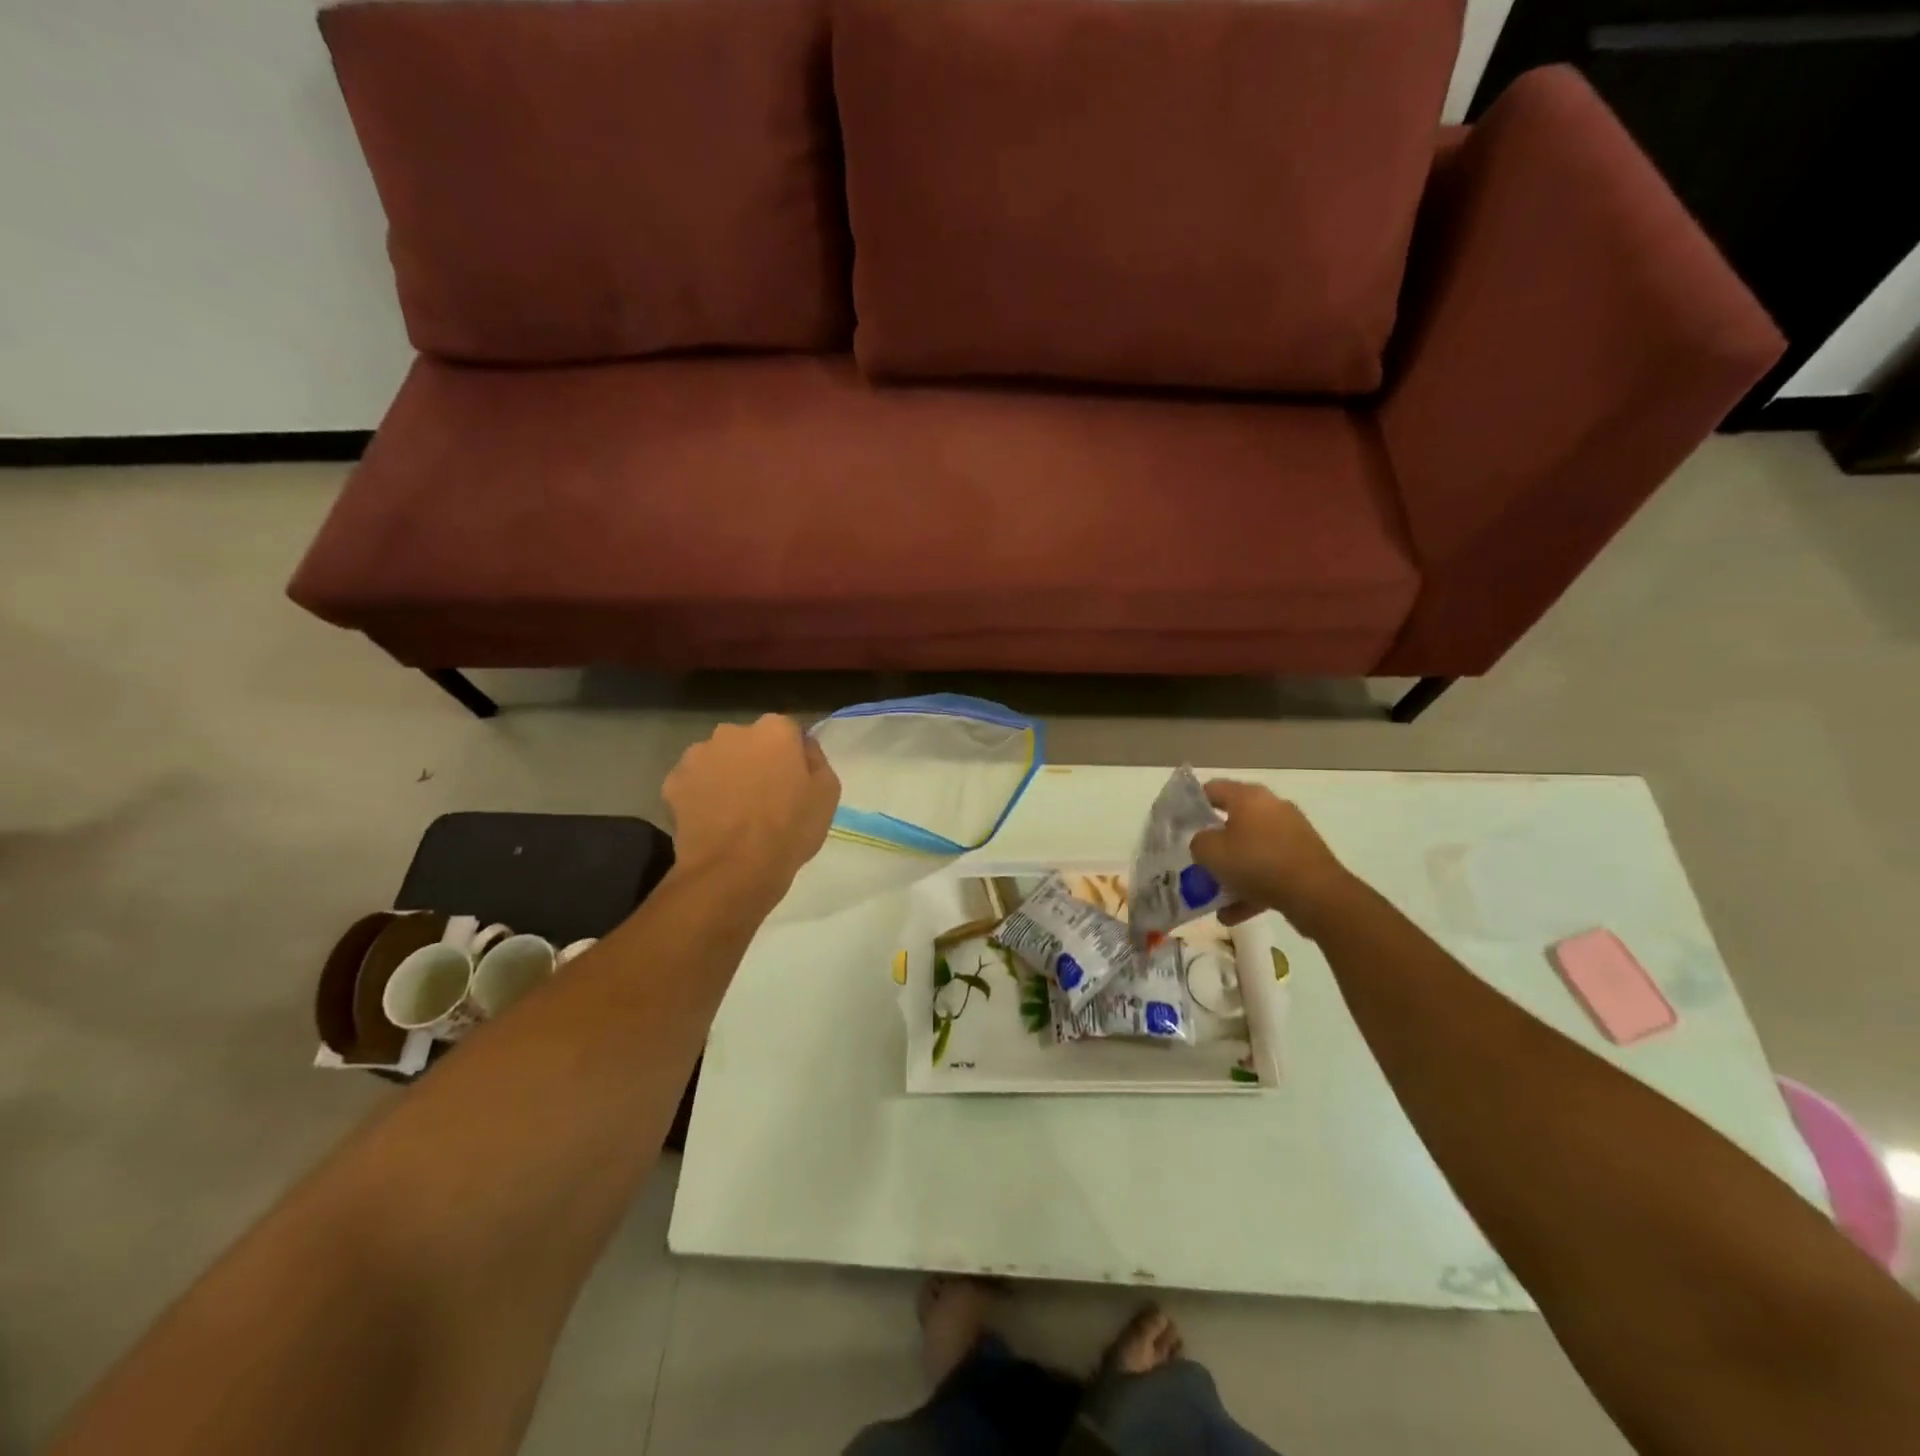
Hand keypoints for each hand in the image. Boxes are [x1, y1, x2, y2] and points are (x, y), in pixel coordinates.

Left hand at [663, 715, 840, 904]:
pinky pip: (693, 783)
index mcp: (774, 730)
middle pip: (749, 742)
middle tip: (764, 797)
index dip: (792, 756)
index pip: (788, 732)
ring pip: (718, 760)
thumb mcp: (827, 793)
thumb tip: (803, 746)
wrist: (733, 870)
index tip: (794, 781)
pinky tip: (711, 821)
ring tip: (734, 812)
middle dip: (756, 761)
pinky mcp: (673, 781)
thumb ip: (816, 760)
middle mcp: (732, 731)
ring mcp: (697, 755)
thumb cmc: (789, 829)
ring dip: (726, 776)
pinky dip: (701, 795)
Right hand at [1189, 781, 1353, 934]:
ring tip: (1214, 894)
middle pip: (1233, 821)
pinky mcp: (1304, 859)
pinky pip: (1269, 870)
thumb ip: (1198, 842)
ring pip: (1252, 849)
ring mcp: (1292, 834)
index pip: (1212, 789)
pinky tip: (1234, 913)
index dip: (1192, 803)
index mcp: (1249, 797)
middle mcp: (1272, 808)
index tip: (1178, 823)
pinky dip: (1252, 888)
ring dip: (1233, 871)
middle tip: (1196, 859)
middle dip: (1214, 843)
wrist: (1316, 894)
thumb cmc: (1257, 862)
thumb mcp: (1210, 852)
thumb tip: (1205, 842)